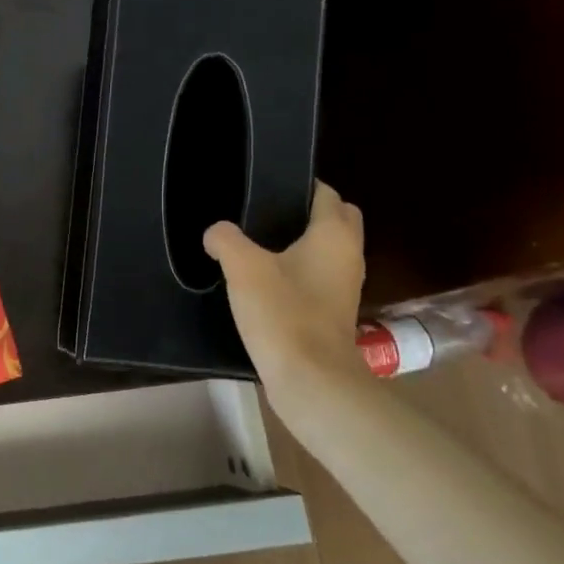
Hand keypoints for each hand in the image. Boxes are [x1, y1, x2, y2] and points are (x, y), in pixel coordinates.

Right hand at [204, 181, 366, 392]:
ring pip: (327, 250)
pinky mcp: (333, 312)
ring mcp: (345, 286)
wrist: (310, 379)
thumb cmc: (283, 313)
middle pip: (335, 219)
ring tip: (258, 246)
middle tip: (265, 215)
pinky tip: (265, 282)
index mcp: (334, 235)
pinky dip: (300, 271)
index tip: (266, 186)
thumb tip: (216, 232)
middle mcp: (348, 255)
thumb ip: (226, 240)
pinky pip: (319, 277)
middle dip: (307, 212)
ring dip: (303, 244)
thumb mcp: (243, 268)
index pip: (325, 193)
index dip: (299, 185)